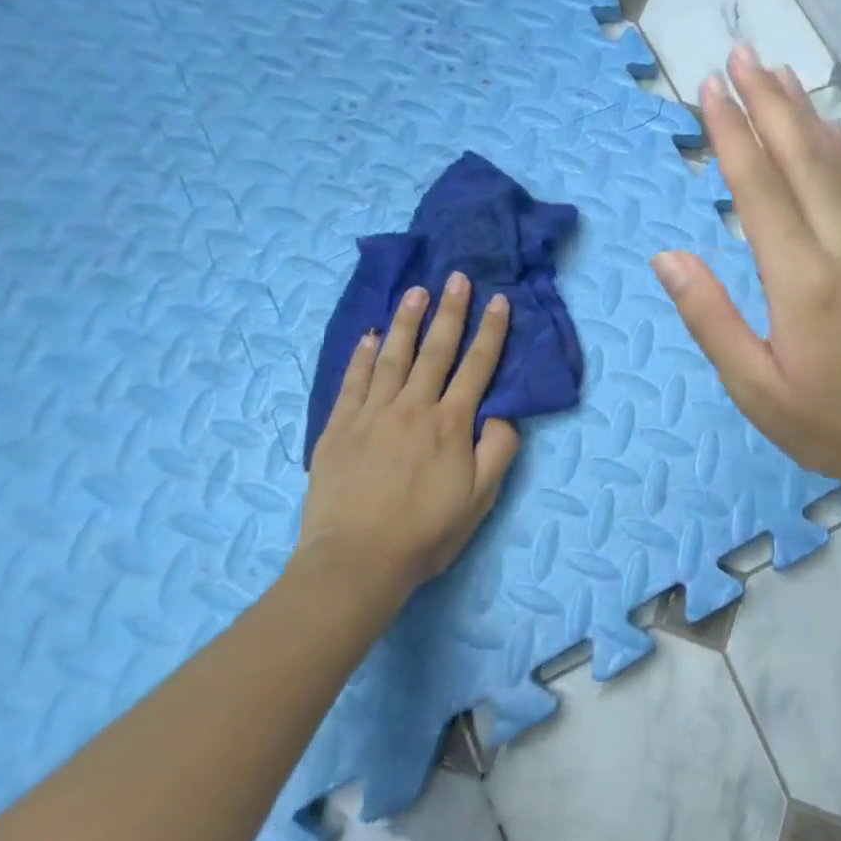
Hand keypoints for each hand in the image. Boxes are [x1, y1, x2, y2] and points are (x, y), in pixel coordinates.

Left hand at [292, 273, 520, 613]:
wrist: (355, 562)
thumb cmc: (426, 533)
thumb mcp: (480, 498)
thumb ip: (498, 450)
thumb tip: (502, 413)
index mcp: (451, 424)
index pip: (477, 366)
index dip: (491, 332)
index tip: (499, 301)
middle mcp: (413, 408)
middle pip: (435, 350)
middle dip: (450, 311)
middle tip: (456, 278)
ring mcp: (371, 414)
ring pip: (393, 357)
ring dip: (408, 321)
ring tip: (416, 292)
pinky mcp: (338, 428)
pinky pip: (352, 381)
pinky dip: (362, 355)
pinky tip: (370, 335)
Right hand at [651, 44, 840, 501]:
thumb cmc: (830, 425)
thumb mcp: (756, 389)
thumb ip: (711, 318)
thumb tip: (668, 257)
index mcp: (803, 282)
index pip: (761, 190)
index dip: (733, 135)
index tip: (710, 89)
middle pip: (802, 160)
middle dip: (769, 103)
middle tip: (743, 56)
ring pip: (837, 165)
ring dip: (804, 115)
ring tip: (779, 74)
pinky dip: (839, 149)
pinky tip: (827, 128)